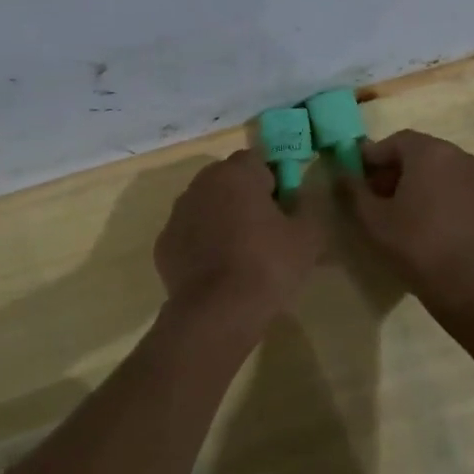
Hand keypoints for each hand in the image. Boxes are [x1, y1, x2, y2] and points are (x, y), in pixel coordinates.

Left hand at [154, 151, 323, 322]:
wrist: (217, 312)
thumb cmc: (268, 265)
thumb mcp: (309, 236)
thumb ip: (308, 206)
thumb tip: (299, 198)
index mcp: (235, 173)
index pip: (258, 161)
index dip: (275, 182)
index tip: (286, 209)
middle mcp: (200, 184)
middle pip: (229, 182)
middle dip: (247, 199)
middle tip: (268, 232)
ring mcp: (177, 214)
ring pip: (207, 207)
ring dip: (223, 220)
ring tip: (243, 256)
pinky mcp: (164, 244)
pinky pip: (190, 235)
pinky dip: (203, 245)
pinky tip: (218, 271)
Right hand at [340, 130, 473, 306]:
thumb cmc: (418, 247)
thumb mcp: (374, 222)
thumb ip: (354, 191)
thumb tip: (341, 173)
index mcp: (431, 153)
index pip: (396, 141)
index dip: (374, 157)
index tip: (360, 179)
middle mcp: (465, 159)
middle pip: (426, 157)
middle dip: (402, 173)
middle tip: (384, 201)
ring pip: (452, 179)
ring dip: (431, 191)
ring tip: (416, 221)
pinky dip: (457, 209)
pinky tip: (448, 237)